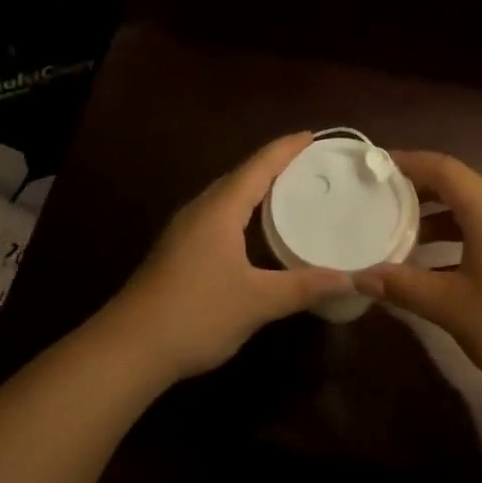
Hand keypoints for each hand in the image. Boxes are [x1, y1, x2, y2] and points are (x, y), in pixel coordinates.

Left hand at [100, 132, 351, 382]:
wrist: (131, 346)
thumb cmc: (197, 313)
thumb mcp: (257, 301)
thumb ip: (303, 286)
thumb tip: (350, 278)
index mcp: (220, 209)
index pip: (258, 166)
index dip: (285, 149)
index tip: (311, 135)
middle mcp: (200, 210)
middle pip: (240, 176)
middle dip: (273, 164)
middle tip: (308, 163)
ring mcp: (184, 230)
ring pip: (226, 196)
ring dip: (255, 188)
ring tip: (287, 189)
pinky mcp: (178, 250)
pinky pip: (217, 215)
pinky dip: (242, 210)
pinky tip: (253, 229)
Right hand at [356, 151, 481, 403]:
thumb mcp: (451, 307)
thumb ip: (403, 286)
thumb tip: (360, 276)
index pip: (444, 168)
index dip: (408, 162)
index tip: (376, 166)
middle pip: (460, 185)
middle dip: (419, 189)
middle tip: (382, 200)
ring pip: (475, 209)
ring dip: (439, 217)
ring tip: (402, 235)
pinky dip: (460, 236)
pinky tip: (438, 266)